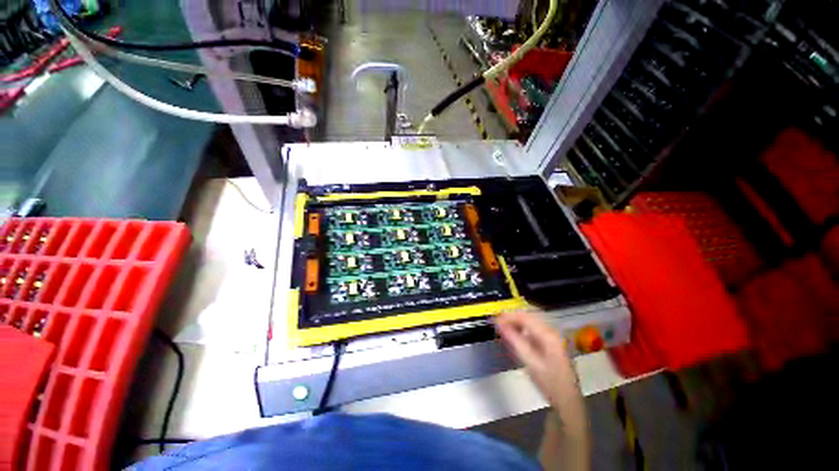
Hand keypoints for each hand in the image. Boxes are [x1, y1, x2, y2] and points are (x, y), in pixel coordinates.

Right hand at [494, 310, 577, 407]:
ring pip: (532, 319)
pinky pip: (535, 326)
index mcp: (549, 335)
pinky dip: (523, 326)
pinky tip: (516, 333)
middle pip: (529, 314)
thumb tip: (499, 324)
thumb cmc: (549, 383)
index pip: (525, 317)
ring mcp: (554, 335)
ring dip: (517, 320)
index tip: (494, 319)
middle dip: (512, 316)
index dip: (508, 316)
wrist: (569, 401)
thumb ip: (514, 340)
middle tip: (497, 321)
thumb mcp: (530, 362)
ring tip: (504, 326)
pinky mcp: (552, 340)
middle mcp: (553, 330)